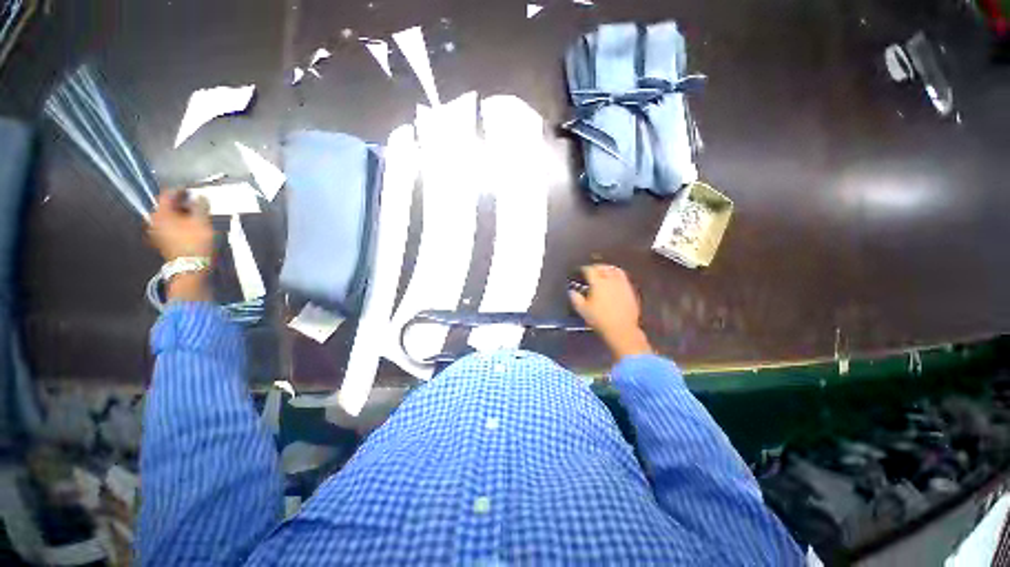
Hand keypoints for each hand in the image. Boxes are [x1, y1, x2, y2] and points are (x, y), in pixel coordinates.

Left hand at [148, 190, 213, 301]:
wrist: (191, 268)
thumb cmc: (195, 242)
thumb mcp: (202, 221)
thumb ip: (201, 206)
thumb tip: (200, 196)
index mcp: (161, 213)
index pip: (168, 194)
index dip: (180, 190)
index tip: (192, 189)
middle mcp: (154, 221)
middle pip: (167, 206)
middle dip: (181, 203)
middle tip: (195, 202)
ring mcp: (157, 233)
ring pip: (168, 217)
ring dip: (181, 214)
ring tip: (194, 215)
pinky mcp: (163, 243)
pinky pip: (170, 227)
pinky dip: (179, 224)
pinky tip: (189, 226)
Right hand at [569, 264, 652, 359]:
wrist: (622, 329)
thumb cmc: (599, 319)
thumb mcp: (582, 310)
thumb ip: (575, 298)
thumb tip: (572, 291)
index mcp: (598, 283)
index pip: (590, 270)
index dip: (584, 269)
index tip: (580, 271)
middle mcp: (611, 280)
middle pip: (604, 267)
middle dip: (596, 267)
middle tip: (591, 270)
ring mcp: (623, 284)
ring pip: (616, 270)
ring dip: (608, 269)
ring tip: (604, 272)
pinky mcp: (630, 290)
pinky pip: (623, 278)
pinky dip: (617, 276)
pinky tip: (614, 282)